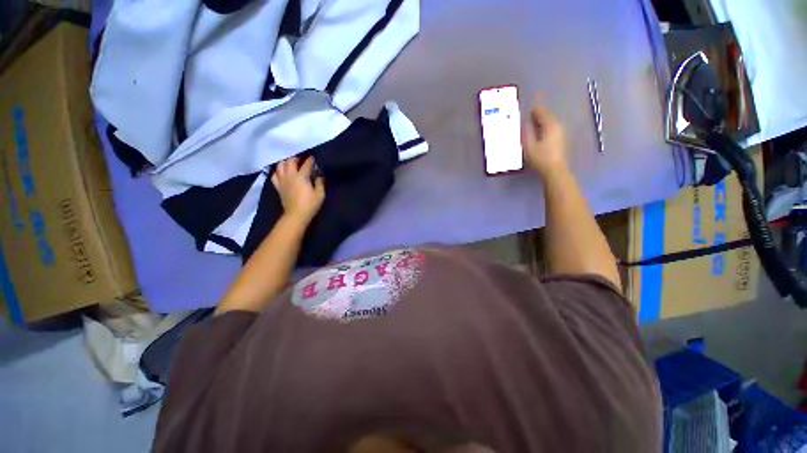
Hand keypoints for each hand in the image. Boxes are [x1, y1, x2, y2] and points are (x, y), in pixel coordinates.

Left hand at [271, 156, 324, 224]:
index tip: (313, 158)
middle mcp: (290, 176)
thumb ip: (320, 182)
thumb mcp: (320, 194)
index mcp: (301, 177)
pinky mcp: (278, 187)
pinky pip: (274, 176)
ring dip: (285, 163)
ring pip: (280, 166)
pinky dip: (277, 172)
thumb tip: (319, 175)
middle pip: (290, 161)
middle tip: (301, 160)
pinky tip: (282, 174)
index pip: (306, 164)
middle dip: (296, 159)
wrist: (296, 215)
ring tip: (290, 164)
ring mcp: (282, 181)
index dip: (310, 160)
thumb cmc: (310, 205)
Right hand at [522, 99, 568, 177]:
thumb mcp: (529, 145)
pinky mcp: (562, 139)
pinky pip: (553, 128)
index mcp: (550, 125)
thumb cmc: (540, 158)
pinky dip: (545, 127)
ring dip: (542, 121)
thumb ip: (528, 132)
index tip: (526, 110)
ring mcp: (562, 132)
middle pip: (548, 115)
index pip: (542, 111)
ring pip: (551, 121)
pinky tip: (540, 134)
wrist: (555, 170)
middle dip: (538, 115)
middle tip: (528, 118)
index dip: (534, 109)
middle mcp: (558, 125)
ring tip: (532, 125)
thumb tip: (527, 122)